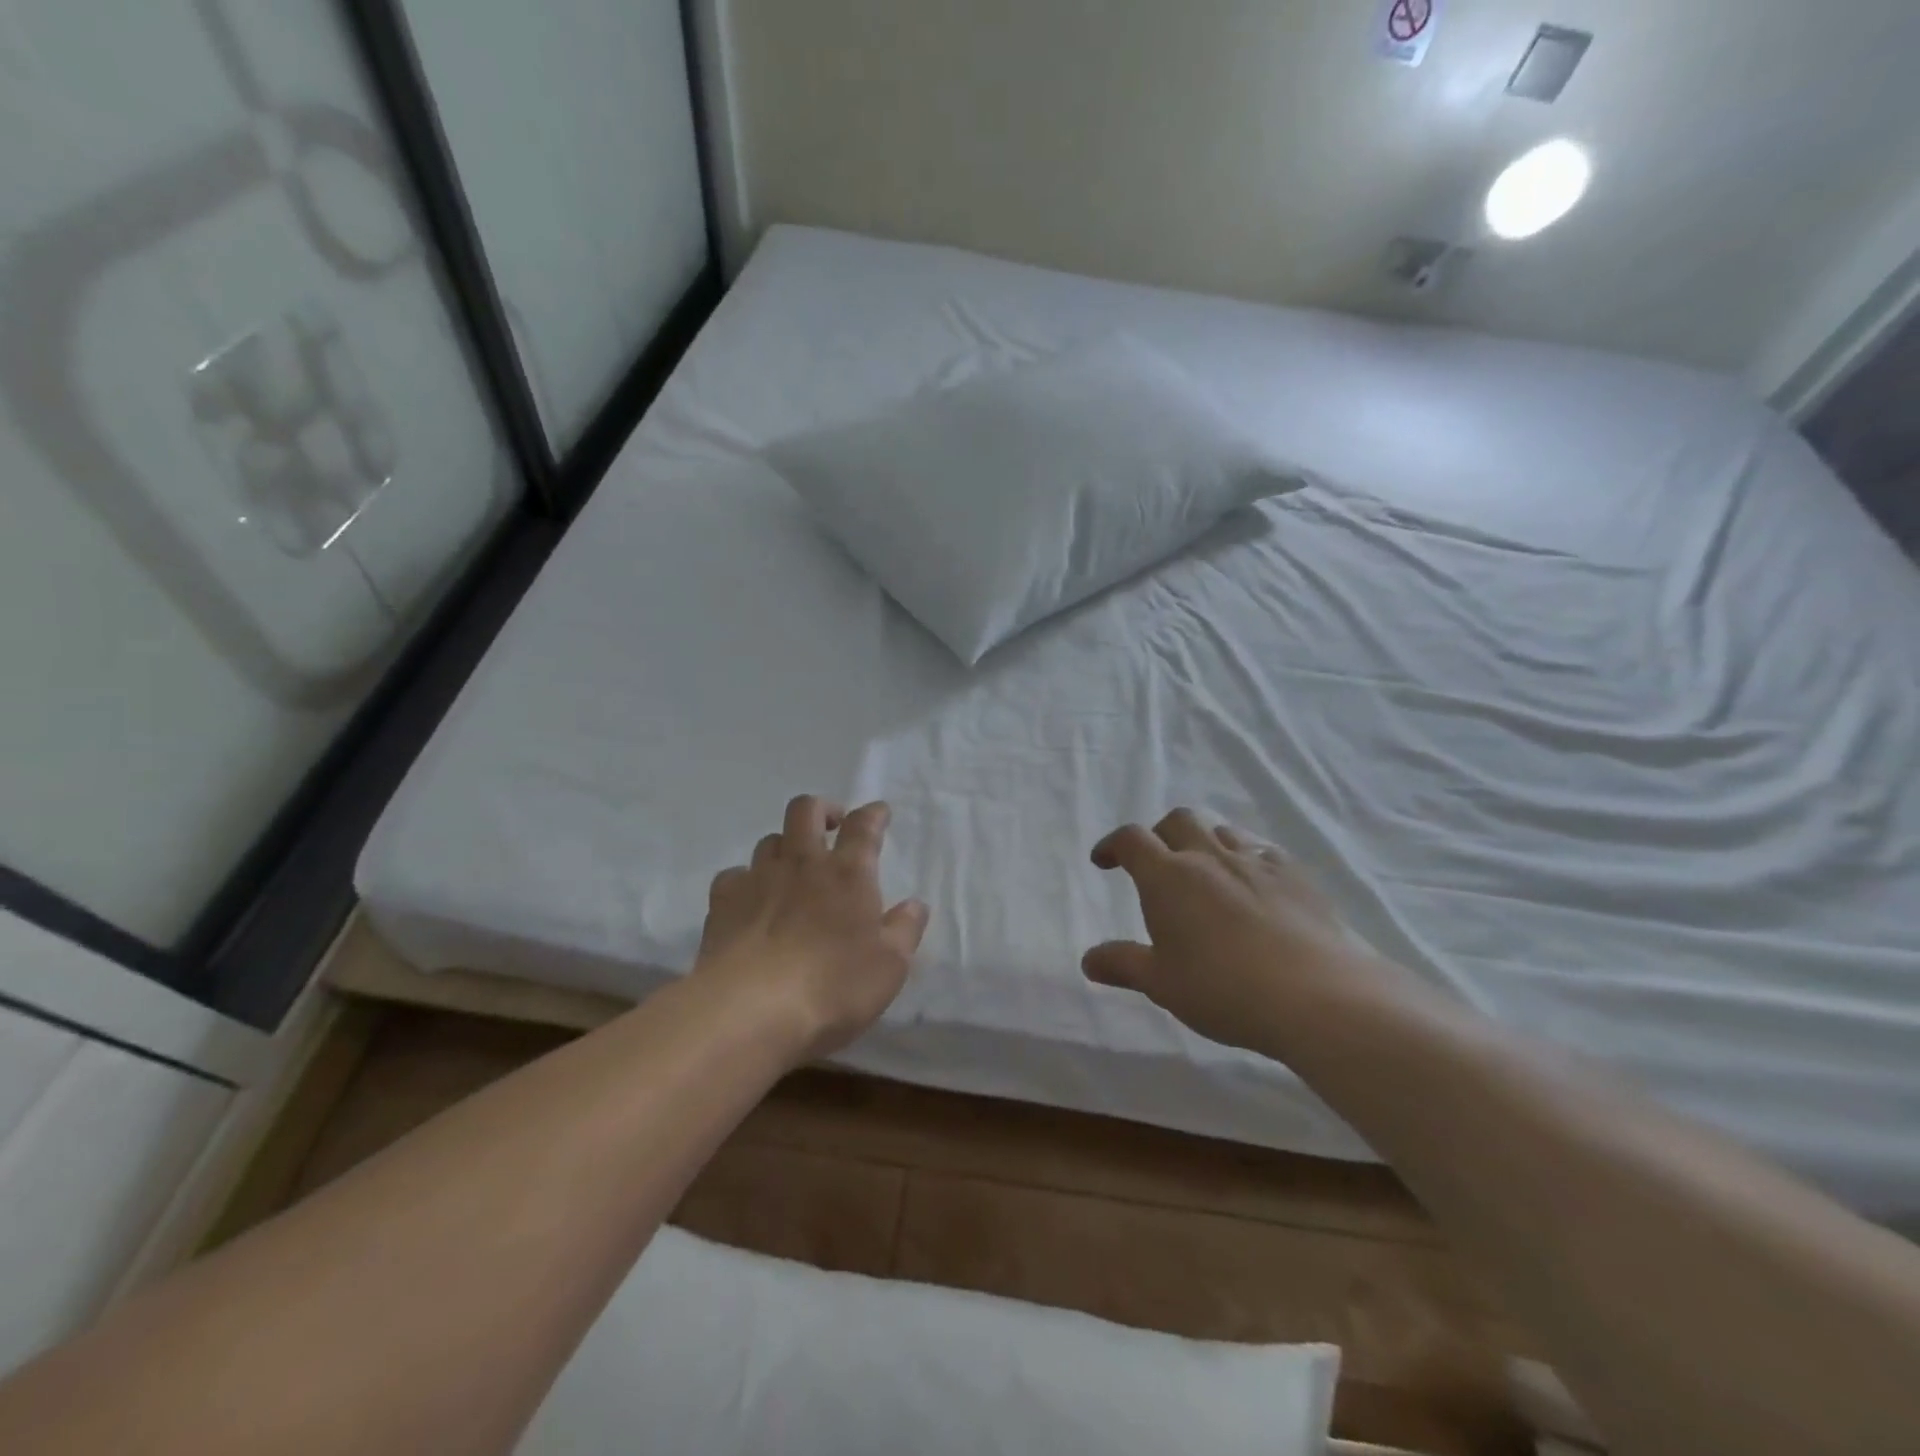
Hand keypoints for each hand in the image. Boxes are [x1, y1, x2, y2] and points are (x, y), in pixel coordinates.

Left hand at [694, 796, 929, 1062]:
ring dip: (785, 845)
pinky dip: (746, 880)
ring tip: (793, 868)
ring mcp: (759, 879)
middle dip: (822, 809)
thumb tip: (915, 905)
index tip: (880, 813)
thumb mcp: (889, 966)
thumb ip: (905, 930)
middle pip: (806, 810)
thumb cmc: (833, 986)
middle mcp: (803, 864)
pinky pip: (734, 875)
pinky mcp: (723, 902)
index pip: (864, 826)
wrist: (751, 1010)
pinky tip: (751, 899)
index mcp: (849, 873)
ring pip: (770, 840)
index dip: (874, 814)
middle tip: (832, 825)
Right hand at [1084, 809, 1384, 1052]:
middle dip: (1160, 834)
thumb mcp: (1162, 984)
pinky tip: (1253, 887)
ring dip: (1203, 841)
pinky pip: (1261, 850)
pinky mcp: (1296, 874)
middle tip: (1157, 863)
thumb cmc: (1224, 989)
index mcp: (1168, 877)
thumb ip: (1123, 965)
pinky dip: (1244, 858)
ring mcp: (1256, 861)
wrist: (1318, 995)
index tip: (1104, 861)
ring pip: (1221, 830)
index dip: (1113, 845)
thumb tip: (1088, 961)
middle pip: (1178, 820)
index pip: (1131, 840)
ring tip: (1205, 872)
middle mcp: (1209, 856)